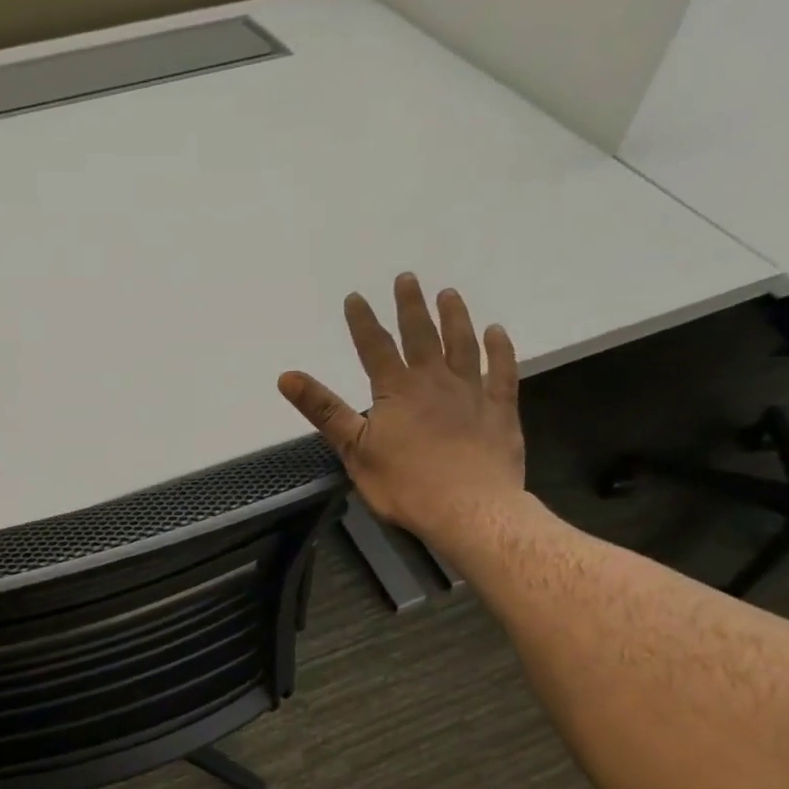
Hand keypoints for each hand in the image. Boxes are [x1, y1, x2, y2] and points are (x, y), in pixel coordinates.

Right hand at [278, 273, 524, 538]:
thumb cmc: (405, 484)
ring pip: (463, 345)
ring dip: (455, 318)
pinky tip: (497, 333)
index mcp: (397, 390)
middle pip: (422, 335)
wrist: (469, 509)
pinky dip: (500, 350)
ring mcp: (472, 393)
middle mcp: (435, 381)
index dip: (363, 321)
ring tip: (449, 294)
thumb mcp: (353, 450)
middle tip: (408, 279)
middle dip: (411, 306)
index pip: (375, 347)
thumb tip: (286, 376)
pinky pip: (502, 372)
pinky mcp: (500, 411)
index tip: (356, 297)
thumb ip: (323, 410)